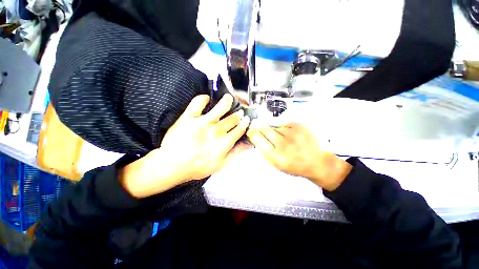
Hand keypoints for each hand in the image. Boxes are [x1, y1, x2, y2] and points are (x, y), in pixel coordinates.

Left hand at [121, 94, 250, 197]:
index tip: (247, 119)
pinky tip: (206, 98)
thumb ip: (236, 154)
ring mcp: (203, 123)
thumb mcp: (220, 165)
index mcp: (225, 142)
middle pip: (233, 118)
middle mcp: (217, 131)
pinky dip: (203, 98)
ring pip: (221, 107)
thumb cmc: (198, 167)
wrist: (173, 166)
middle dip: (238, 114)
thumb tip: (248, 145)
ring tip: (229, 98)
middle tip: (239, 112)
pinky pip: (198, 103)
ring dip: (227, 101)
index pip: (240, 129)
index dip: (245, 123)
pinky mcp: (189, 118)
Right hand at [247, 122, 351, 190]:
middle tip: (261, 129)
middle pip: (266, 130)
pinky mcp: (301, 128)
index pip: (260, 141)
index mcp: (277, 157)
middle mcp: (284, 145)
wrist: (315, 162)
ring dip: (276, 131)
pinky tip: (290, 135)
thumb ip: (266, 152)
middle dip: (262, 129)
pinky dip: (285, 128)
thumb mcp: (277, 164)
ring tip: (283, 138)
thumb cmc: (293, 165)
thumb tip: (256, 138)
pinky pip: (286, 124)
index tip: (252, 131)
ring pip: (276, 127)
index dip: (254, 134)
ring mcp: (294, 135)